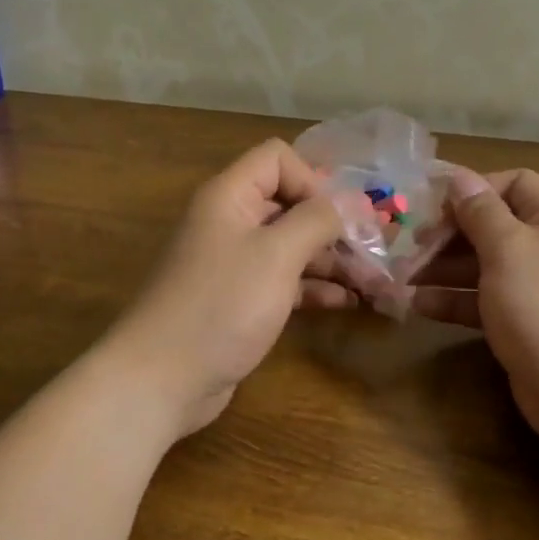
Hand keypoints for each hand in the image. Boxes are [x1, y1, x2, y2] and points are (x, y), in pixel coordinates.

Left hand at [105, 140, 346, 440]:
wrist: (161, 380)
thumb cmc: (221, 304)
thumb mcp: (277, 254)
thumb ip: (319, 220)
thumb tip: (354, 200)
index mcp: (231, 197)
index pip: (277, 159)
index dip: (312, 179)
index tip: (340, 217)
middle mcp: (231, 223)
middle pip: (290, 204)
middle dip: (334, 224)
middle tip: (377, 248)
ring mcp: (236, 265)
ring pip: (292, 246)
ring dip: (332, 259)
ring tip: (373, 280)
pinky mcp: (241, 301)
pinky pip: (285, 282)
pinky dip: (315, 287)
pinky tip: (347, 302)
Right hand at [412, 168, 538, 455]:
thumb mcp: (508, 249)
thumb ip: (480, 211)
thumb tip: (460, 177)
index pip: (514, 183)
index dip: (474, 189)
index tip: (434, 206)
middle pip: (493, 225)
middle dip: (449, 233)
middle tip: (411, 247)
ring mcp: (537, 288)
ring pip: (484, 265)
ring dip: (443, 268)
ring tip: (403, 278)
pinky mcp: (524, 324)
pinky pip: (484, 300)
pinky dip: (454, 300)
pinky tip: (418, 306)